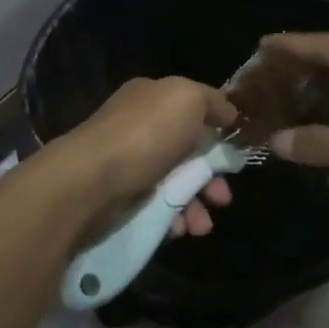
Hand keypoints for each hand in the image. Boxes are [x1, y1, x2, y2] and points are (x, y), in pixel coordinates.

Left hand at [54, 77, 238, 236]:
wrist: (91, 181)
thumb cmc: (144, 134)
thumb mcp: (187, 98)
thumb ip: (212, 101)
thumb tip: (229, 113)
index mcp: (152, 97)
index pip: (193, 109)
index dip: (218, 129)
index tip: (237, 154)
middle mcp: (139, 127)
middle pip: (189, 151)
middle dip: (212, 177)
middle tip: (223, 198)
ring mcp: (130, 163)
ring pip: (177, 184)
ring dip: (197, 205)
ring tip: (202, 225)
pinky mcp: (122, 197)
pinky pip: (158, 207)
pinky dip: (175, 218)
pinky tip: (180, 229)